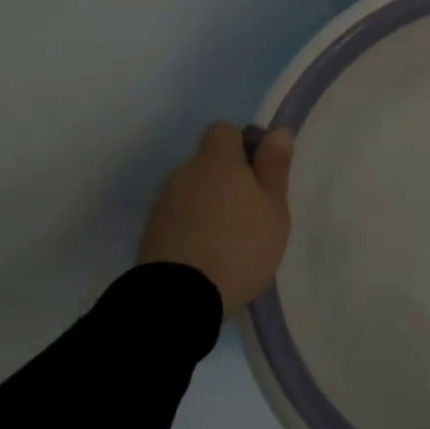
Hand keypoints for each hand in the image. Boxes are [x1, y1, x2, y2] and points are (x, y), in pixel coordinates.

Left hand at [138, 122, 295, 312]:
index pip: (224, 131)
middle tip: (252, 212)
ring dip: (209, 204)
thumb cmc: (240, 246)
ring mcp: (163, 204)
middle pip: (208, 163)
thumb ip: (274, 167)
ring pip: (193, 191)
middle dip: (228, 179)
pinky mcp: (151, 232)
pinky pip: (179, 217)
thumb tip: (278, 130)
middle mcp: (184, 173)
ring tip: (229, 240)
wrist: (180, 298)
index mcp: (216, 162)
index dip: (243, 145)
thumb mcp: (274, 207)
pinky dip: (193, 227)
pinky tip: (207, 255)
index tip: (260, 173)